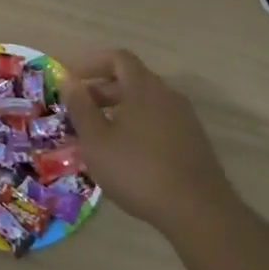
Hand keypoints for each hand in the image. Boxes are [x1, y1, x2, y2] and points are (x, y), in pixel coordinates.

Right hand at [58, 49, 231, 224]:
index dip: (91, 63)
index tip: (70, 79)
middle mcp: (167, 95)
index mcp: (144, 87)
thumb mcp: (96, 140)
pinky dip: (136, 125)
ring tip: (97, 133)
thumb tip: (69, 82)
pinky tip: (124, 153)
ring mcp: (184, 119)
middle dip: (101, 89)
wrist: (199, 211)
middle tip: (77, 109)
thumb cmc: (138, 170)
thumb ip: (80, 107)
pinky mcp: (193, 142)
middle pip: (132, 79)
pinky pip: (158, 121)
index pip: (117, 58)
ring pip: (145, 102)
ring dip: (118, 110)